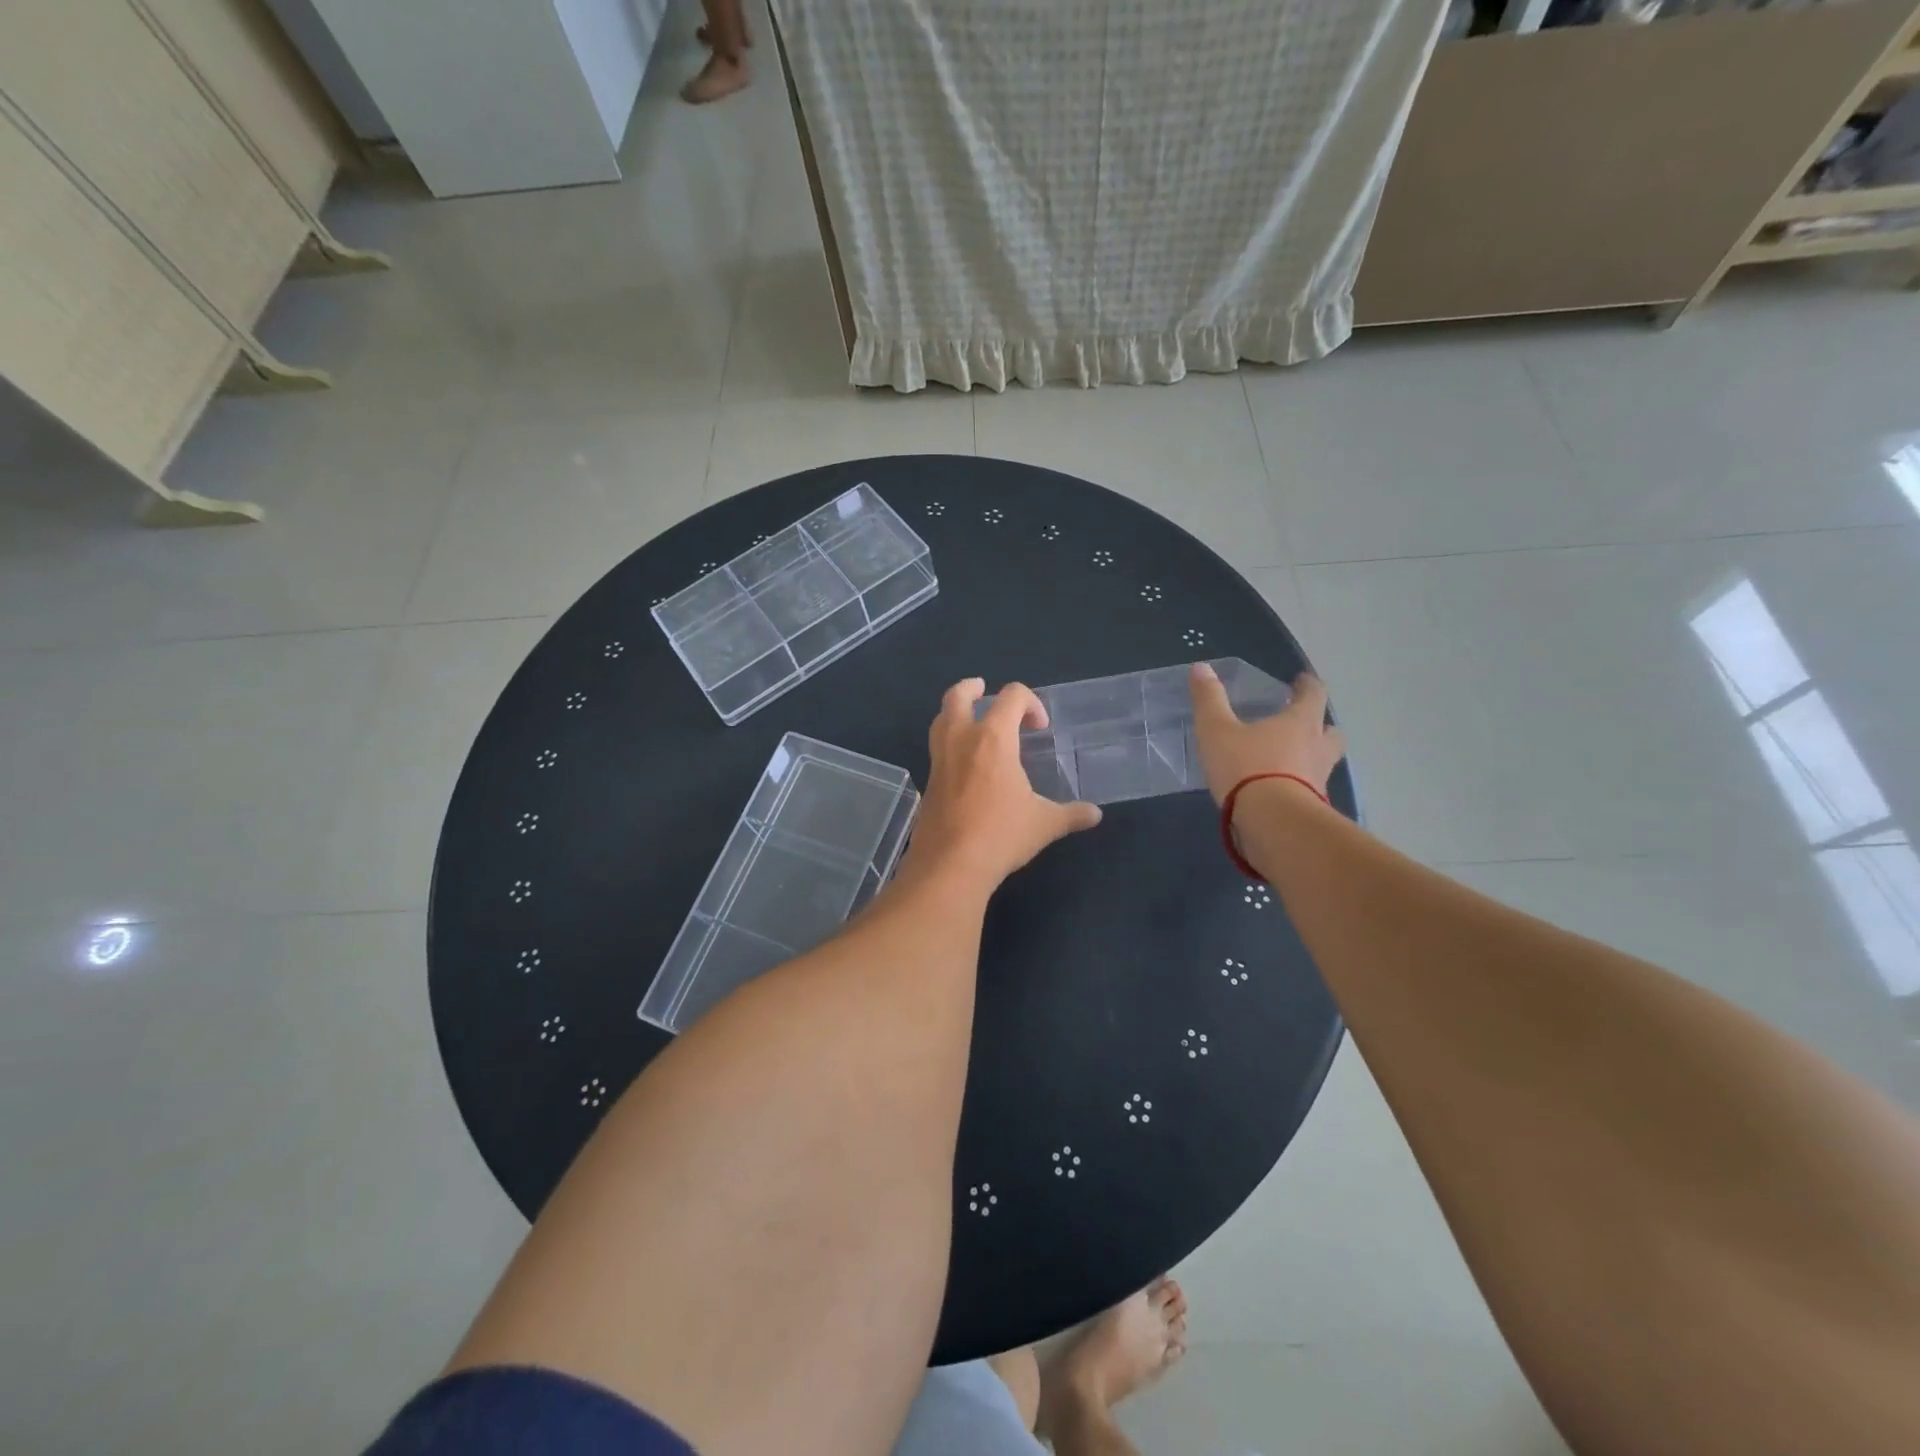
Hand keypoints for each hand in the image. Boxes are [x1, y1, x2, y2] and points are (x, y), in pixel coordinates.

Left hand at [901, 678, 1102, 891]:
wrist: (949, 865)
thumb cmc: (1000, 835)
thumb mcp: (1043, 824)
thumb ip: (1071, 814)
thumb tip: (1095, 814)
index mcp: (993, 739)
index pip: (1011, 697)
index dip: (1030, 702)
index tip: (1039, 726)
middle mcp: (961, 740)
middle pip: (958, 696)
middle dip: (972, 688)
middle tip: (983, 690)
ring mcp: (939, 760)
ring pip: (940, 720)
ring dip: (955, 713)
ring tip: (972, 723)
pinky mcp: (927, 782)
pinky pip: (937, 750)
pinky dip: (949, 744)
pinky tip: (965, 766)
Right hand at [1189, 663, 1345, 805]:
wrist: (1273, 823)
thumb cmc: (1247, 767)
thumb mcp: (1217, 730)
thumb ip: (1209, 700)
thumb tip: (1201, 667)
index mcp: (1300, 723)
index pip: (1314, 695)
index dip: (1307, 685)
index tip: (1302, 681)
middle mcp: (1317, 749)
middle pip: (1330, 732)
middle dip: (1319, 727)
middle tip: (1302, 724)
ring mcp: (1319, 782)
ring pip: (1322, 763)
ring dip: (1310, 759)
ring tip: (1287, 762)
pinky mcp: (1312, 810)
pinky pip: (1308, 791)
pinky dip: (1297, 787)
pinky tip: (1277, 792)